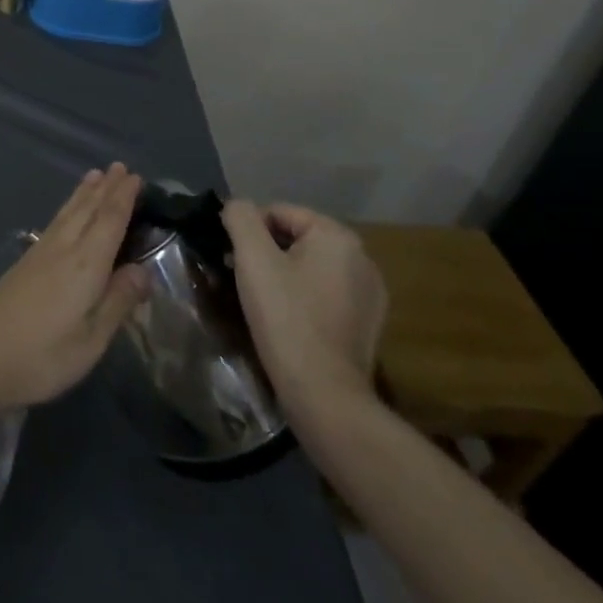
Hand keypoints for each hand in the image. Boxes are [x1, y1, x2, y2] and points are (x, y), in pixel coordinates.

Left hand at [0, 164, 150, 416]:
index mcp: (84, 265)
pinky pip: (55, 222)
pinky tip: (66, 214)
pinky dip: (67, 208)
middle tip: (120, 166)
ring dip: (84, 193)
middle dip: (106, 188)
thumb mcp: (91, 340)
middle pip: (87, 210)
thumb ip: (117, 302)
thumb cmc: (42, 357)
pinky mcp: (24, 263)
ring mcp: (39, 253)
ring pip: (68, 213)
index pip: (109, 221)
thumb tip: (144, 270)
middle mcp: (62, 249)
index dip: (123, 198)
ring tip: (95, 175)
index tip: (136, 177)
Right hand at [221, 201, 387, 415]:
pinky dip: (304, 297)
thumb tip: (237, 207)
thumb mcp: (252, 258)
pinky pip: (326, 293)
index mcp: (338, 236)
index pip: (279, 212)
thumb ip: (240, 217)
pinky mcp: (368, 323)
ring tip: (262, 302)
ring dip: (283, 275)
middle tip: (242, 279)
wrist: (324, 395)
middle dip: (266, 253)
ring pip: (311, 267)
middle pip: (297, 239)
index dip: (249, 231)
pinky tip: (289, 321)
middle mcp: (362, 258)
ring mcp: (370, 293)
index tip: (232, 258)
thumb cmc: (286, 318)